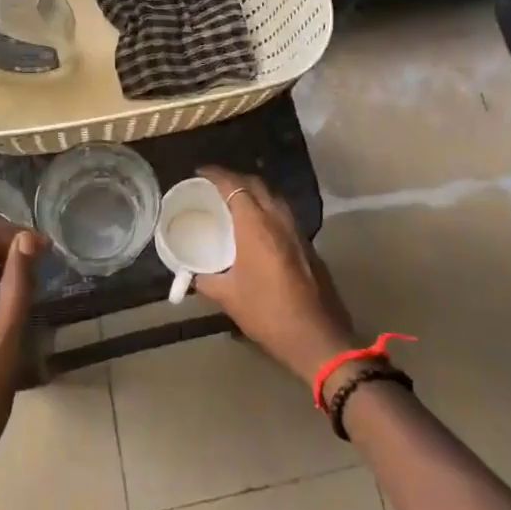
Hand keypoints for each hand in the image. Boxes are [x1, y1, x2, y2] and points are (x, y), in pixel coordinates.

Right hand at [193, 168, 359, 383]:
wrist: (316, 337)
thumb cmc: (268, 313)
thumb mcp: (230, 298)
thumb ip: (208, 281)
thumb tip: (194, 276)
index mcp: (256, 226)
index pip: (235, 186)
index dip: (217, 175)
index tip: (200, 172)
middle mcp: (279, 220)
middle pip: (256, 185)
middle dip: (235, 178)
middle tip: (215, 184)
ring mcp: (297, 231)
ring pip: (274, 197)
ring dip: (254, 192)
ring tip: (235, 201)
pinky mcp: (308, 245)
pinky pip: (283, 214)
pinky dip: (267, 209)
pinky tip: (258, 226)